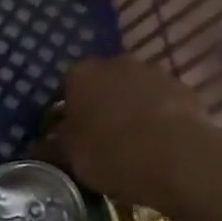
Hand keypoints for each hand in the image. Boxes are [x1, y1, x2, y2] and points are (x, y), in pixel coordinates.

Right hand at [52, 56, 221, 209]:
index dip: (68, 110)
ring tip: (135, 141)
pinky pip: (164, 101)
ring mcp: (153, 72)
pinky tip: (161, 143)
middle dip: (102, 103)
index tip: (71, 133)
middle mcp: (115, 63)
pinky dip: (160, 115)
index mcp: (81, 74)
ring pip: (135, 89)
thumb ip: (53, 147)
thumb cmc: (111, 153)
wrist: (177, 157)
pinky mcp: (184, 88)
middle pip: (103, 82)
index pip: (67, 85)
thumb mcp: (71, 157)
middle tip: (102, 136)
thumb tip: (37, 147)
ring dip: (133, 107)